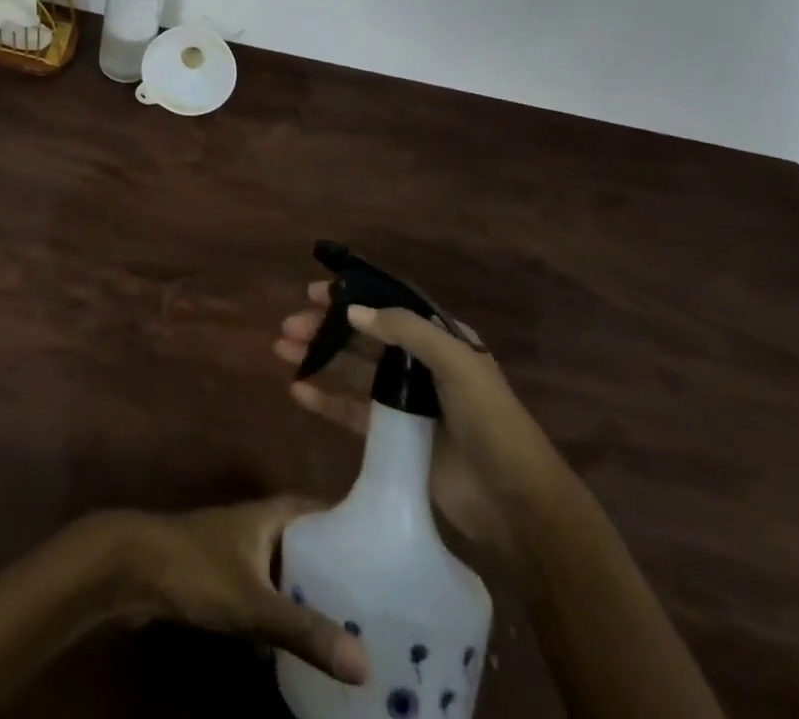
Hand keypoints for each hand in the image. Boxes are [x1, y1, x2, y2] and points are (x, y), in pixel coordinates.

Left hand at [101, 498, 369, 685]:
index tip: (386, 552)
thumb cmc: (195, 568)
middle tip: (377, 604)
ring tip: (350, 628)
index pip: (318, 510)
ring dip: (309, 593)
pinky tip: (301, 642)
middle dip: (335, 569)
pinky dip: (284, 610)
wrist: (131, 568)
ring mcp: (237, 552)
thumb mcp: (253, 601)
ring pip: (284, 570)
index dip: (348, 525)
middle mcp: (257, 526)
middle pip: (305, 543)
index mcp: (269, 514)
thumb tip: (364, 663)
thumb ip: (304, 629)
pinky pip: (265, 591)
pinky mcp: (221, 579)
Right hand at [274, 283, 570, 581]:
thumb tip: (353, 312)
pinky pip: (352, 411)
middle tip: (288, 325)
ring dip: (319, 358)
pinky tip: (298, 391)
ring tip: (281, 350)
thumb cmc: (492, 423)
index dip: (352, 296)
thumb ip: (405, 331)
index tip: (315, 292)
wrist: (517, 505)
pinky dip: (325, 399)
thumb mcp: (456, 364)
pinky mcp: (393, 438)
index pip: (388, 307)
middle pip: (363, 338)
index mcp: (441, 340)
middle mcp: (420, 365)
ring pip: (352, 371)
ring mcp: (406, 403)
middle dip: (326, 328)